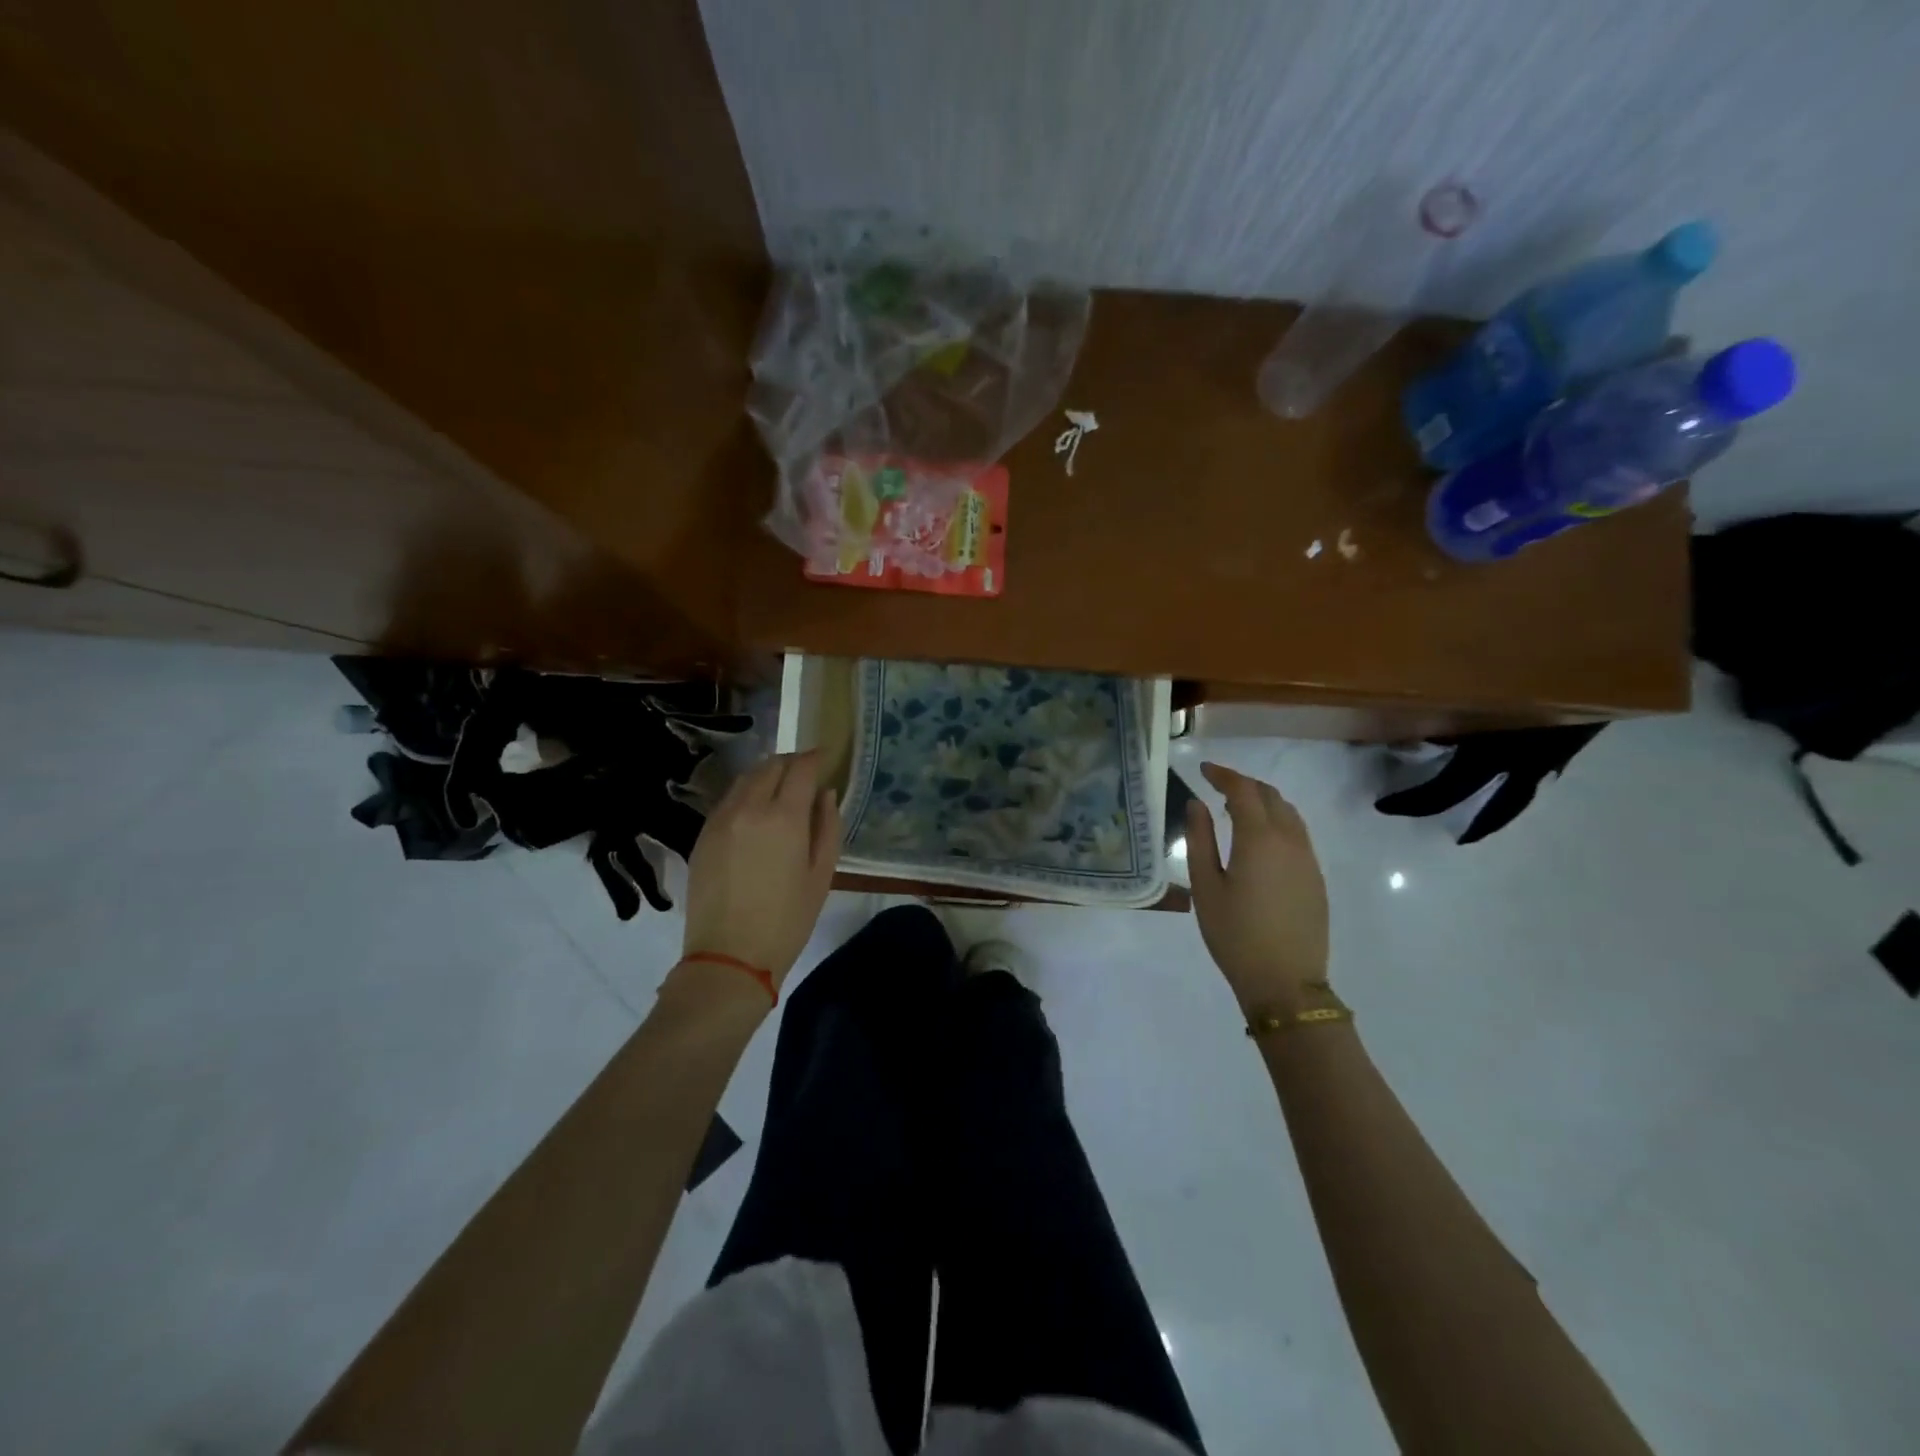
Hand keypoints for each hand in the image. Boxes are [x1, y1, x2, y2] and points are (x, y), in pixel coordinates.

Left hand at [680, 750, 841, 990]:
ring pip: (745, 779)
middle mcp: (749, 808)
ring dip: (766, 774)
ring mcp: (720, 820)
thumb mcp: (821, 875)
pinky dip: (746, 794)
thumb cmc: (787, 920)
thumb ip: (828, 827)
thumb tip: (826, 794)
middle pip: (770, 766)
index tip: (825, 757)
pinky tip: (755, 812)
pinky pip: (727, 800)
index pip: (801, 769)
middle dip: (791, 762)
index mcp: (784, 817)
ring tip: (780, 788)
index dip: (815, 758)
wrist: (728, 957)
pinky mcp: (703, 835)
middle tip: (805, 772)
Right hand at [1185, 762, 1329, 1012]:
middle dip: (1243, 784)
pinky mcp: (1315, 877)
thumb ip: (1200, 840)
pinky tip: (1259, 838)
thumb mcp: (1206, 888)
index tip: (1203, 769)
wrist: (1286, 982)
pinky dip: (1276, 820)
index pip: (1243, 791)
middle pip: (1270, 796)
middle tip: (1216, 785)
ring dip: (1263, 801)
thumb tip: (1197, 805)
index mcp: (1259, 839)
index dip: (1223, 775)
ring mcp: (1307, 859)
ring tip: (1236, 808)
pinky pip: (1297, 833)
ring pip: (1288, 812)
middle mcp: (1289, 840)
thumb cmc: (1235, 935)